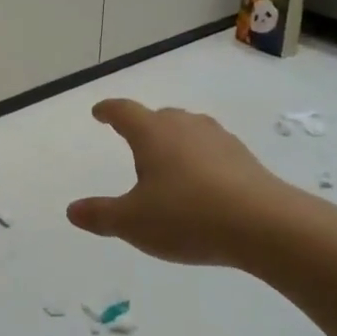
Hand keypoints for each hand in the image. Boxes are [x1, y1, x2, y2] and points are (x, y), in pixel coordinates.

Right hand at [67, 99, 292, 266]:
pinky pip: (212, 150)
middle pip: (158, 116)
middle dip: (143, 125)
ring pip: (188, 130)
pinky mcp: (244, 158)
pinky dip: (200, 159)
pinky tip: (202, 182)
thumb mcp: (133, 222)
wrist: (264, 225)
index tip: (99, 112)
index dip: (108, 111)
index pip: (124, 111)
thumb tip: (72, 210)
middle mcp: (185, 126)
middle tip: (133, 139)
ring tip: (168, 161)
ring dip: (174, 140)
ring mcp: (218, 139)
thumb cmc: (187, 216)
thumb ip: (100, 215)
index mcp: (152, 133)